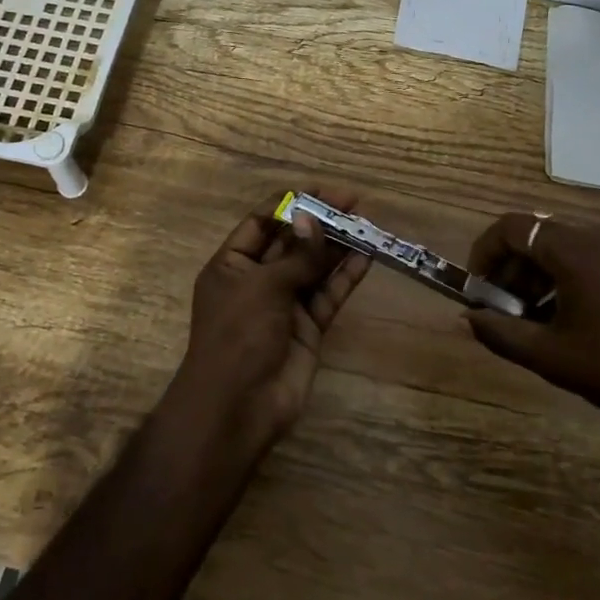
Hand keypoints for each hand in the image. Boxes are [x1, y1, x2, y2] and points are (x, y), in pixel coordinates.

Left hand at [164, 188, 371, 451]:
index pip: (262, 223)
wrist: (238, 408)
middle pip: (292, 242)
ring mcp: (284, 305)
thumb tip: (313, 220)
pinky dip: (345, 277)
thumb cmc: (238, 336)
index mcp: (232, 265)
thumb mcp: (263, 286)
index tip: (323, 191)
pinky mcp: (308, 328)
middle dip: (319, 222)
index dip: (291, 205)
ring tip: (366, 224)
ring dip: (337, 246)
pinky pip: (328, 295)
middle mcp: (258, 281)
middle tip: (354, 202)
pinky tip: (366, 257)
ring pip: (314, 267)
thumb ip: (296, 255)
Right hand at [464, 215, 599, 451]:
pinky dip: (565, 275)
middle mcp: (599, 235)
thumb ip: (499, 332)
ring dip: (537, 273)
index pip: (512, 227)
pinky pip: (589, 255)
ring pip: (563, 245)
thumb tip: (467, 318)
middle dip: (511, 267)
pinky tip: (566, 316)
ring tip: (531, 317)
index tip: (477, 287)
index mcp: (574, 250)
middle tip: (501, 307)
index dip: (485, 252)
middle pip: (537, 234)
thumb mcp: (549, 356)